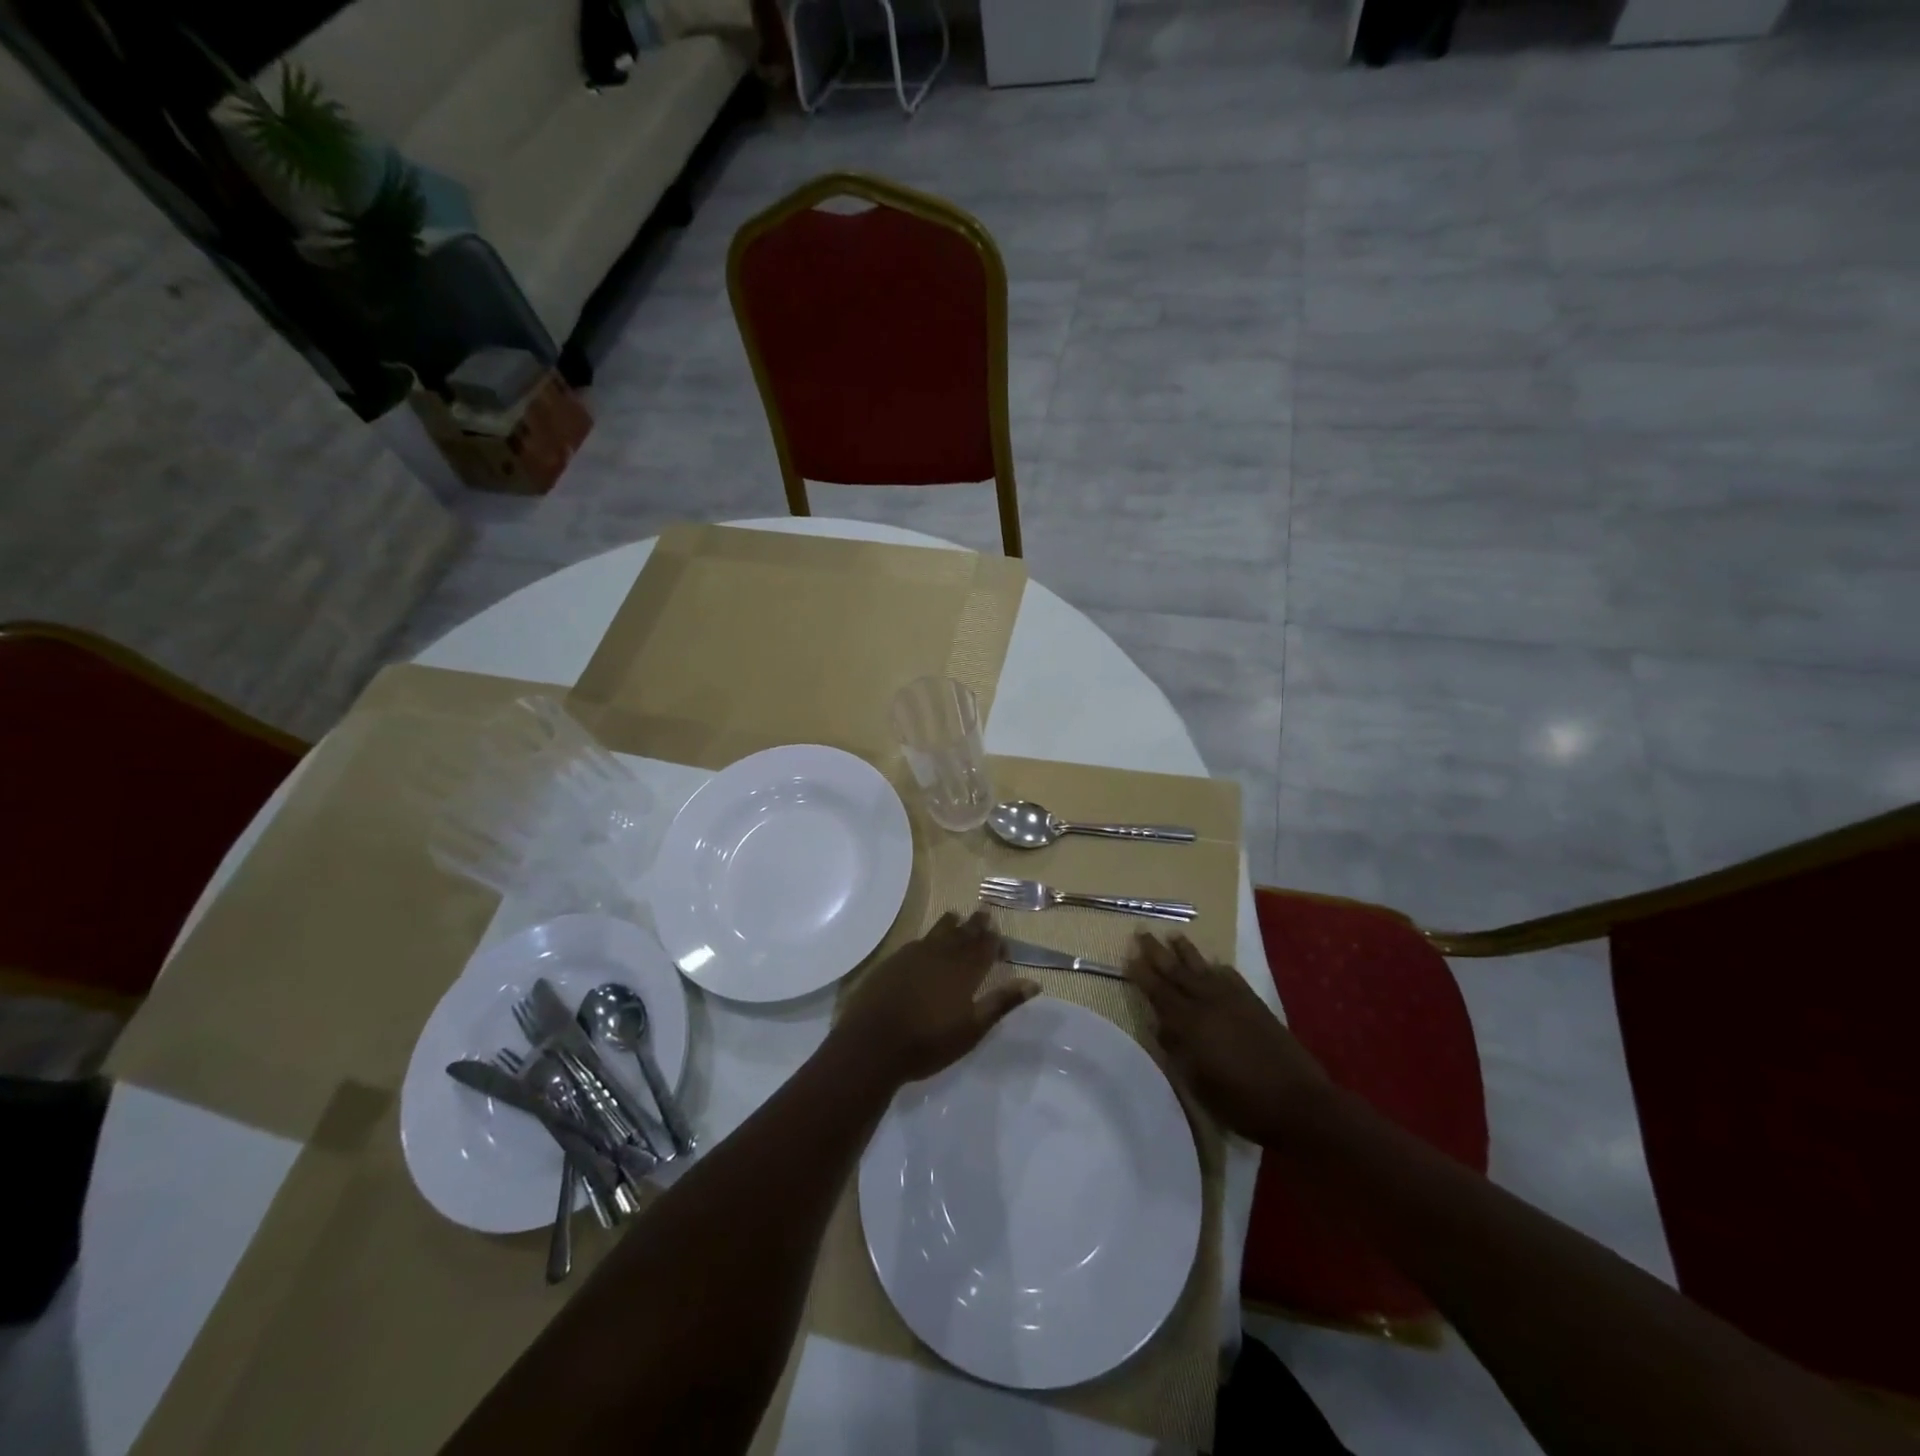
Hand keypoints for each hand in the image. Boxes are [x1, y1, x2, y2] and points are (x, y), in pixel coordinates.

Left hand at [830, 911, 1039, 1088]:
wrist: (872, 1043)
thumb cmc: (928, 1043)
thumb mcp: (972, 1029)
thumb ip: (1001, 1003)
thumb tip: (1034, 983)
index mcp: (964, 971)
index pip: (985, 947)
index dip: (995, 941)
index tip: (1002, 940)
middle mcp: (941, 955)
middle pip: (963, 934)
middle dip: (976, 925)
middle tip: (985, 916)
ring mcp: (914, 955)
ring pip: (938, 931)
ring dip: (952, 924)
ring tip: (958, 917)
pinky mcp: (892, 961)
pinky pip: (918, 941)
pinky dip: (929, 937)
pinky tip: (927, 941)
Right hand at [1126, 933, 1326, 1144]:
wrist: (1299, 1103)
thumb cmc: (1242, 1103)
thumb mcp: (1199, 1085)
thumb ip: (1177, 1051)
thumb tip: (1160, 1026)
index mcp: (1191, 1024)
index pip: (1159, 992)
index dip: (1142, 974)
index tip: (1128, 957)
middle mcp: (1209, 1004)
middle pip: (1178, 972)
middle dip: (1157, 952)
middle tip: (1142, 932)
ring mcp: (1234, 1001)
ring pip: (1204, 968)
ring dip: (1186, 952)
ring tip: (1174, 935)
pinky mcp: (1255, 1005)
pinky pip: (1232, 978)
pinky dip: (1220, 969)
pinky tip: (1215, 964)